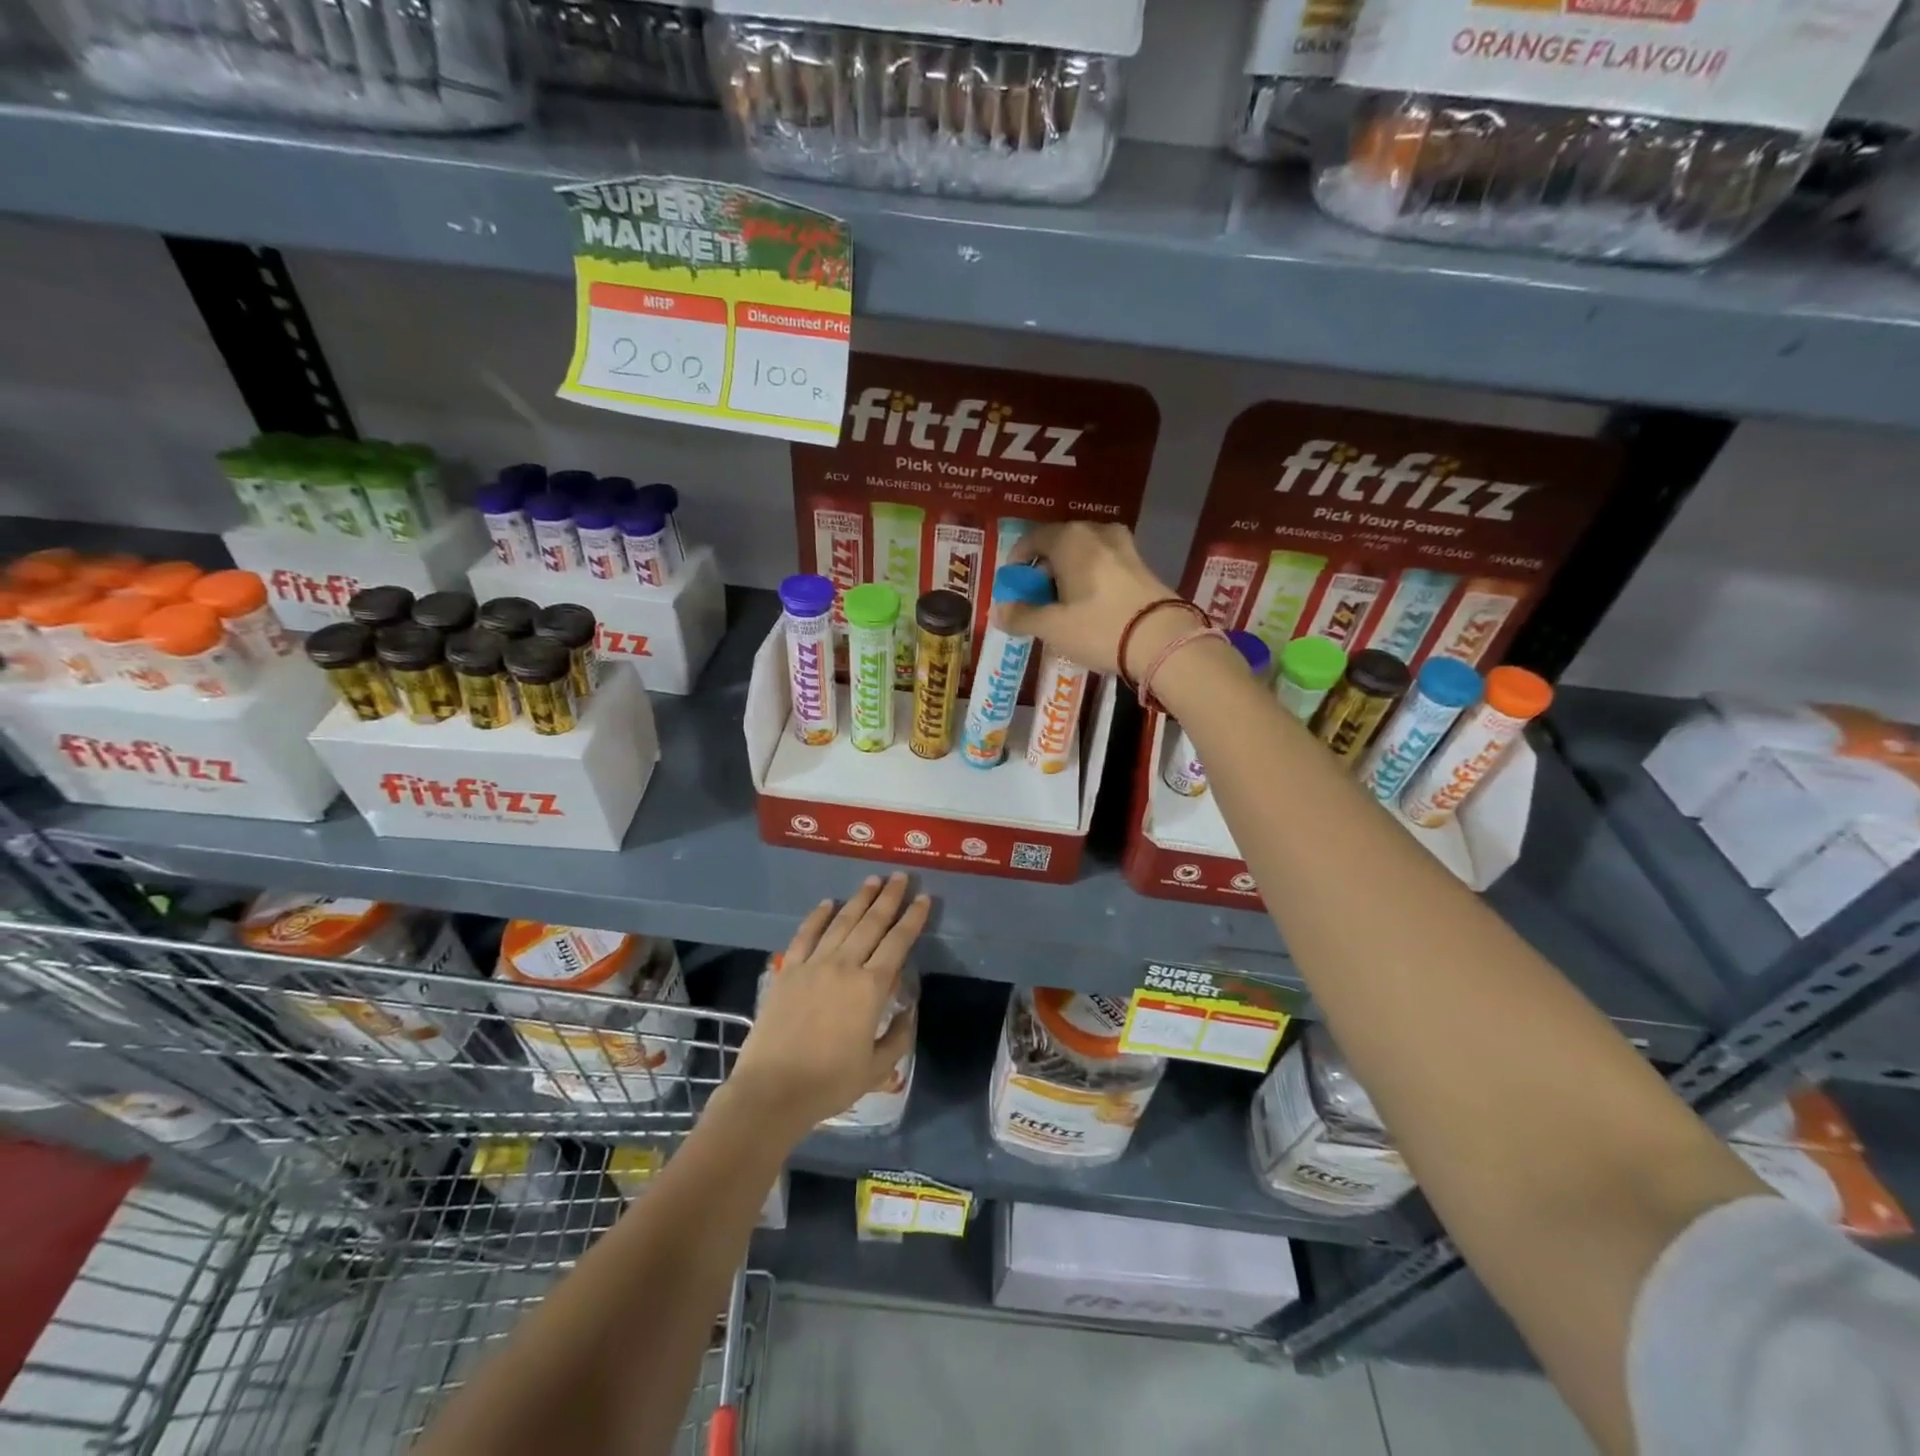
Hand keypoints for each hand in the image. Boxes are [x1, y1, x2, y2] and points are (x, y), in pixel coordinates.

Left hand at [730, 874, 927, 1140]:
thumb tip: (908, 1009)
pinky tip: (827, 902)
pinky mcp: (788, 971)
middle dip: (889, 898)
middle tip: (901, 876)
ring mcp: (813, 965)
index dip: (913, 918)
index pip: (898, 943)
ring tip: (873, 880)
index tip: (924, 898)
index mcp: (870, 988)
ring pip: (841, 922)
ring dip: (859, 899)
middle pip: (871, 923)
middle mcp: (844, 966)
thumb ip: (899, 1035)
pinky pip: (805, 935)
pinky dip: (817, 916)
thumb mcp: (877, 1068)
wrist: (772, 1091)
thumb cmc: (829, 1083)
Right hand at [995, 522, 1184, 678]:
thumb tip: (999, 612)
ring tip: (1062, 605)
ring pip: (1084, 555)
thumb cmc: (1099, 627)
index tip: (1011, 586)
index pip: (1033, 539)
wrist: (1163, 641)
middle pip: (1059, 545)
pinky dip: (1090, 579)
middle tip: (1035, 599)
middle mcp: (1097, 532)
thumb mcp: (1053, 627)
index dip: (1017, 562)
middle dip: (1043, 570)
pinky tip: (1089, 606)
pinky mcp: (1142, 565)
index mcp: (1070, 538)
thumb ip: (1022, 616)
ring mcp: (1124, 546)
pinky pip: (1104, 565)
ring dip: (1068, 575)